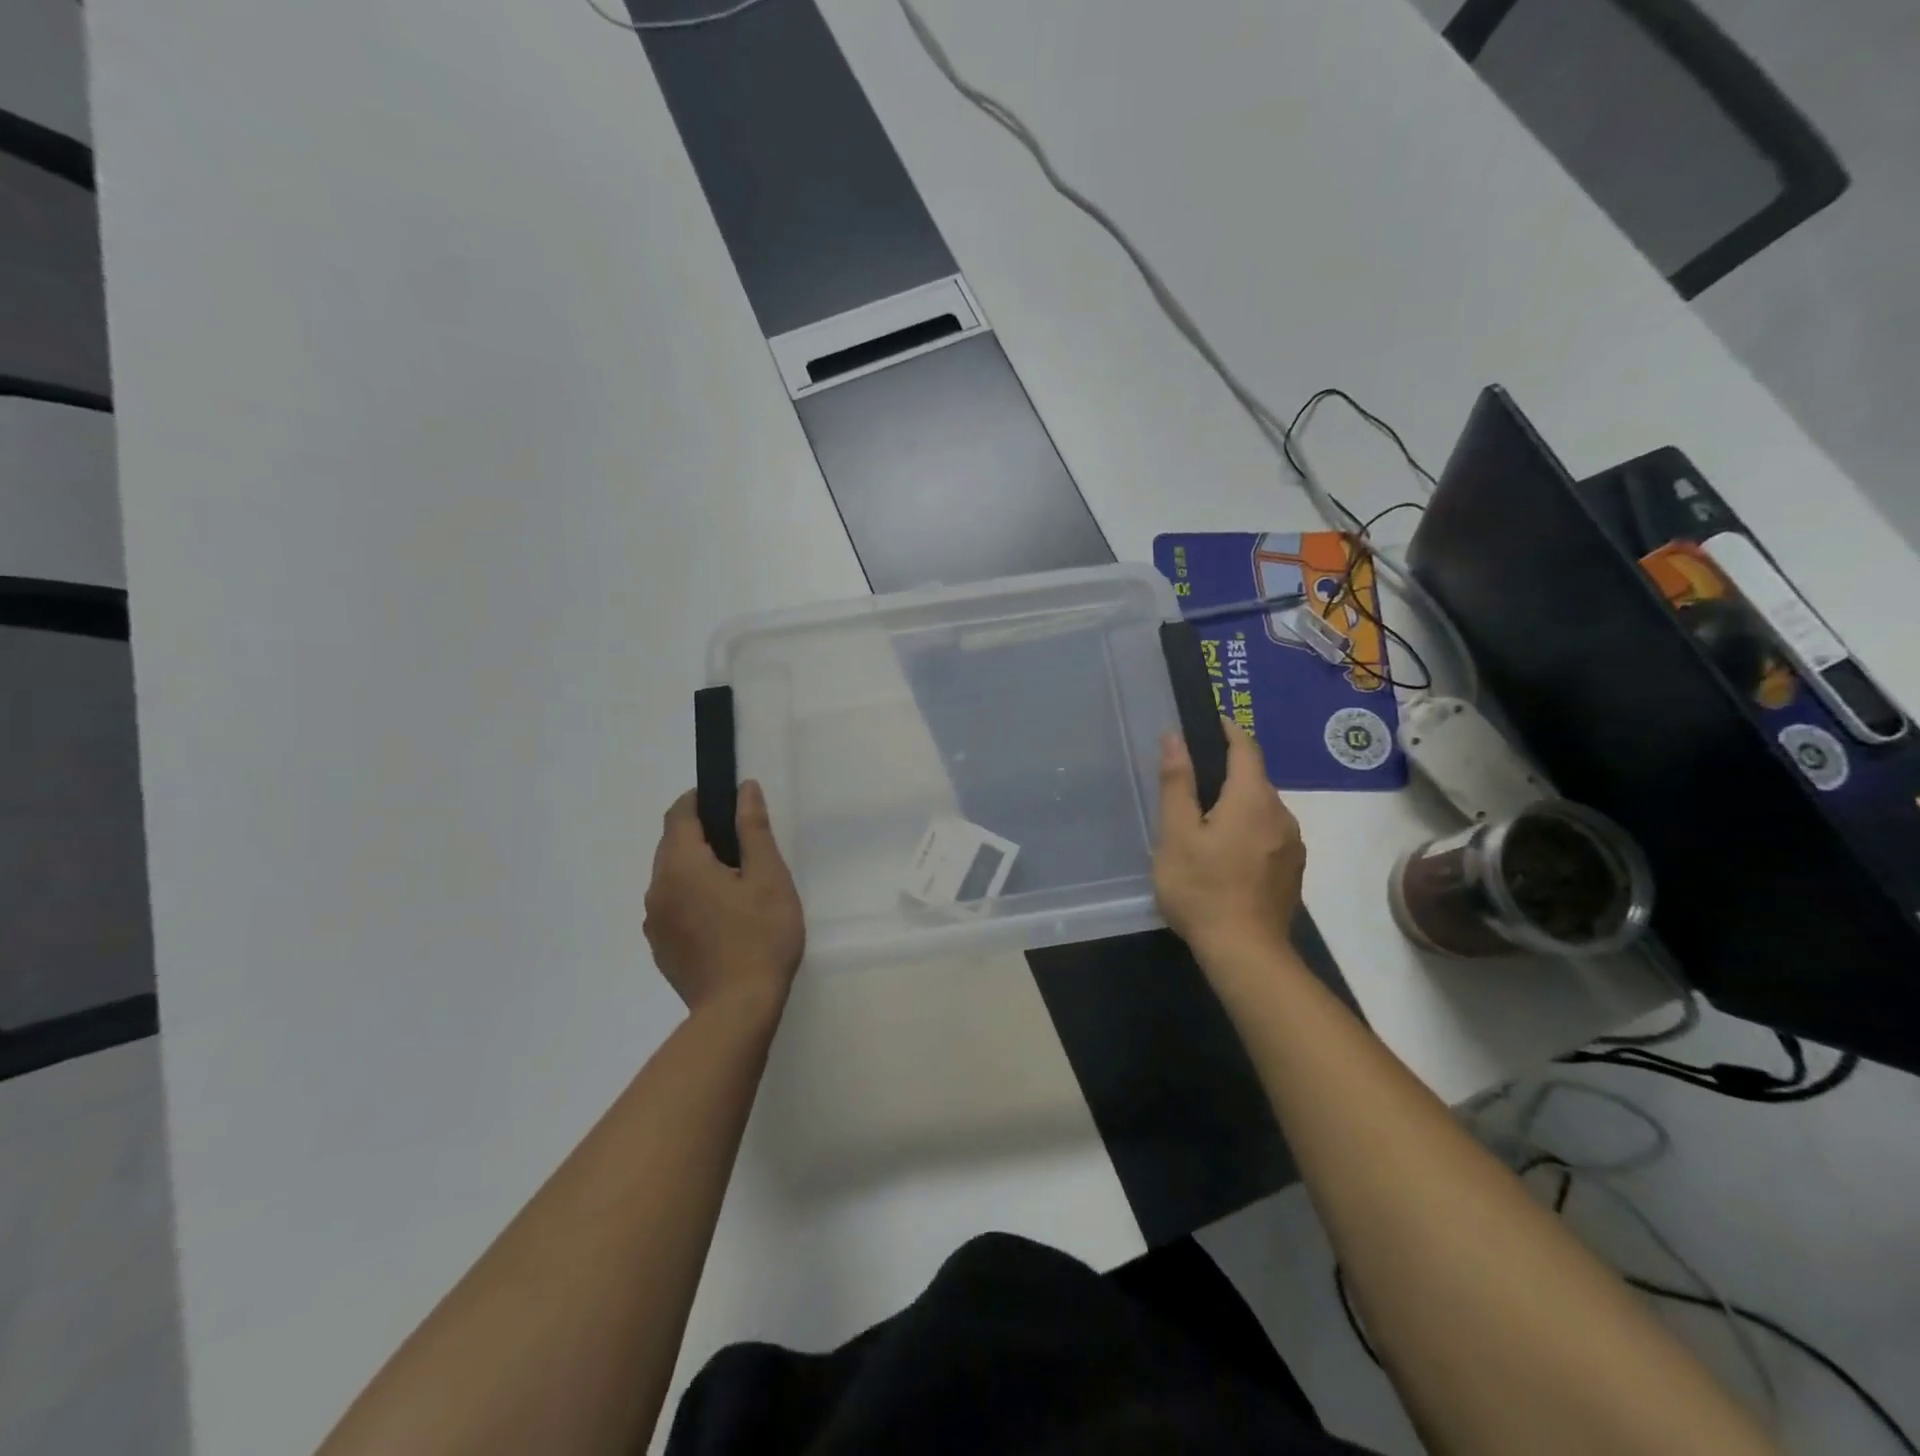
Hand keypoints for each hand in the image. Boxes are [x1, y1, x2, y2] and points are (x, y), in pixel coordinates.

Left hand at [644, 782, 804, 1013]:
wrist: (737, 1010)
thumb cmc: (760, 936)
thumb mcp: (769, 877)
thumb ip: (753, 829)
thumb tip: (744, 789)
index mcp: (681, 865)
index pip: (679, 814)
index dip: (700, 799)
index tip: (727, 801)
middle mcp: (656, 888)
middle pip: (672, 845)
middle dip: (701, 835)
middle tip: (741, 845)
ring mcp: (653, 921)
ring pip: (670, 877)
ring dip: (695, 868)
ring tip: (735, 884)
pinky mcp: (660, 947)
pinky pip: (671, 906)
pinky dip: (691, 898)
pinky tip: (721, 918)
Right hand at [1153, 721, 1305, 959]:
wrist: (1246, 952)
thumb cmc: (1202, 888)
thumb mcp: (1176, 834)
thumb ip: (1177, 783)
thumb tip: (1175, 737)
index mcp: (1252, 799)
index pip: (1246, 748)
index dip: (1229, 730)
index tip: (1212, 721)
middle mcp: (1281, 814)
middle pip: (1255, 780)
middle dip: (1228, 772)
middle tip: (1193, 781)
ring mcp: (1292, 844)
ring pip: (1263, 809)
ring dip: (1239, 804)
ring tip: (1206, 821)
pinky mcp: (1293, 870)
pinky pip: (1270, 834)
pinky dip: (1249, 829)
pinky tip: (1227, 853)